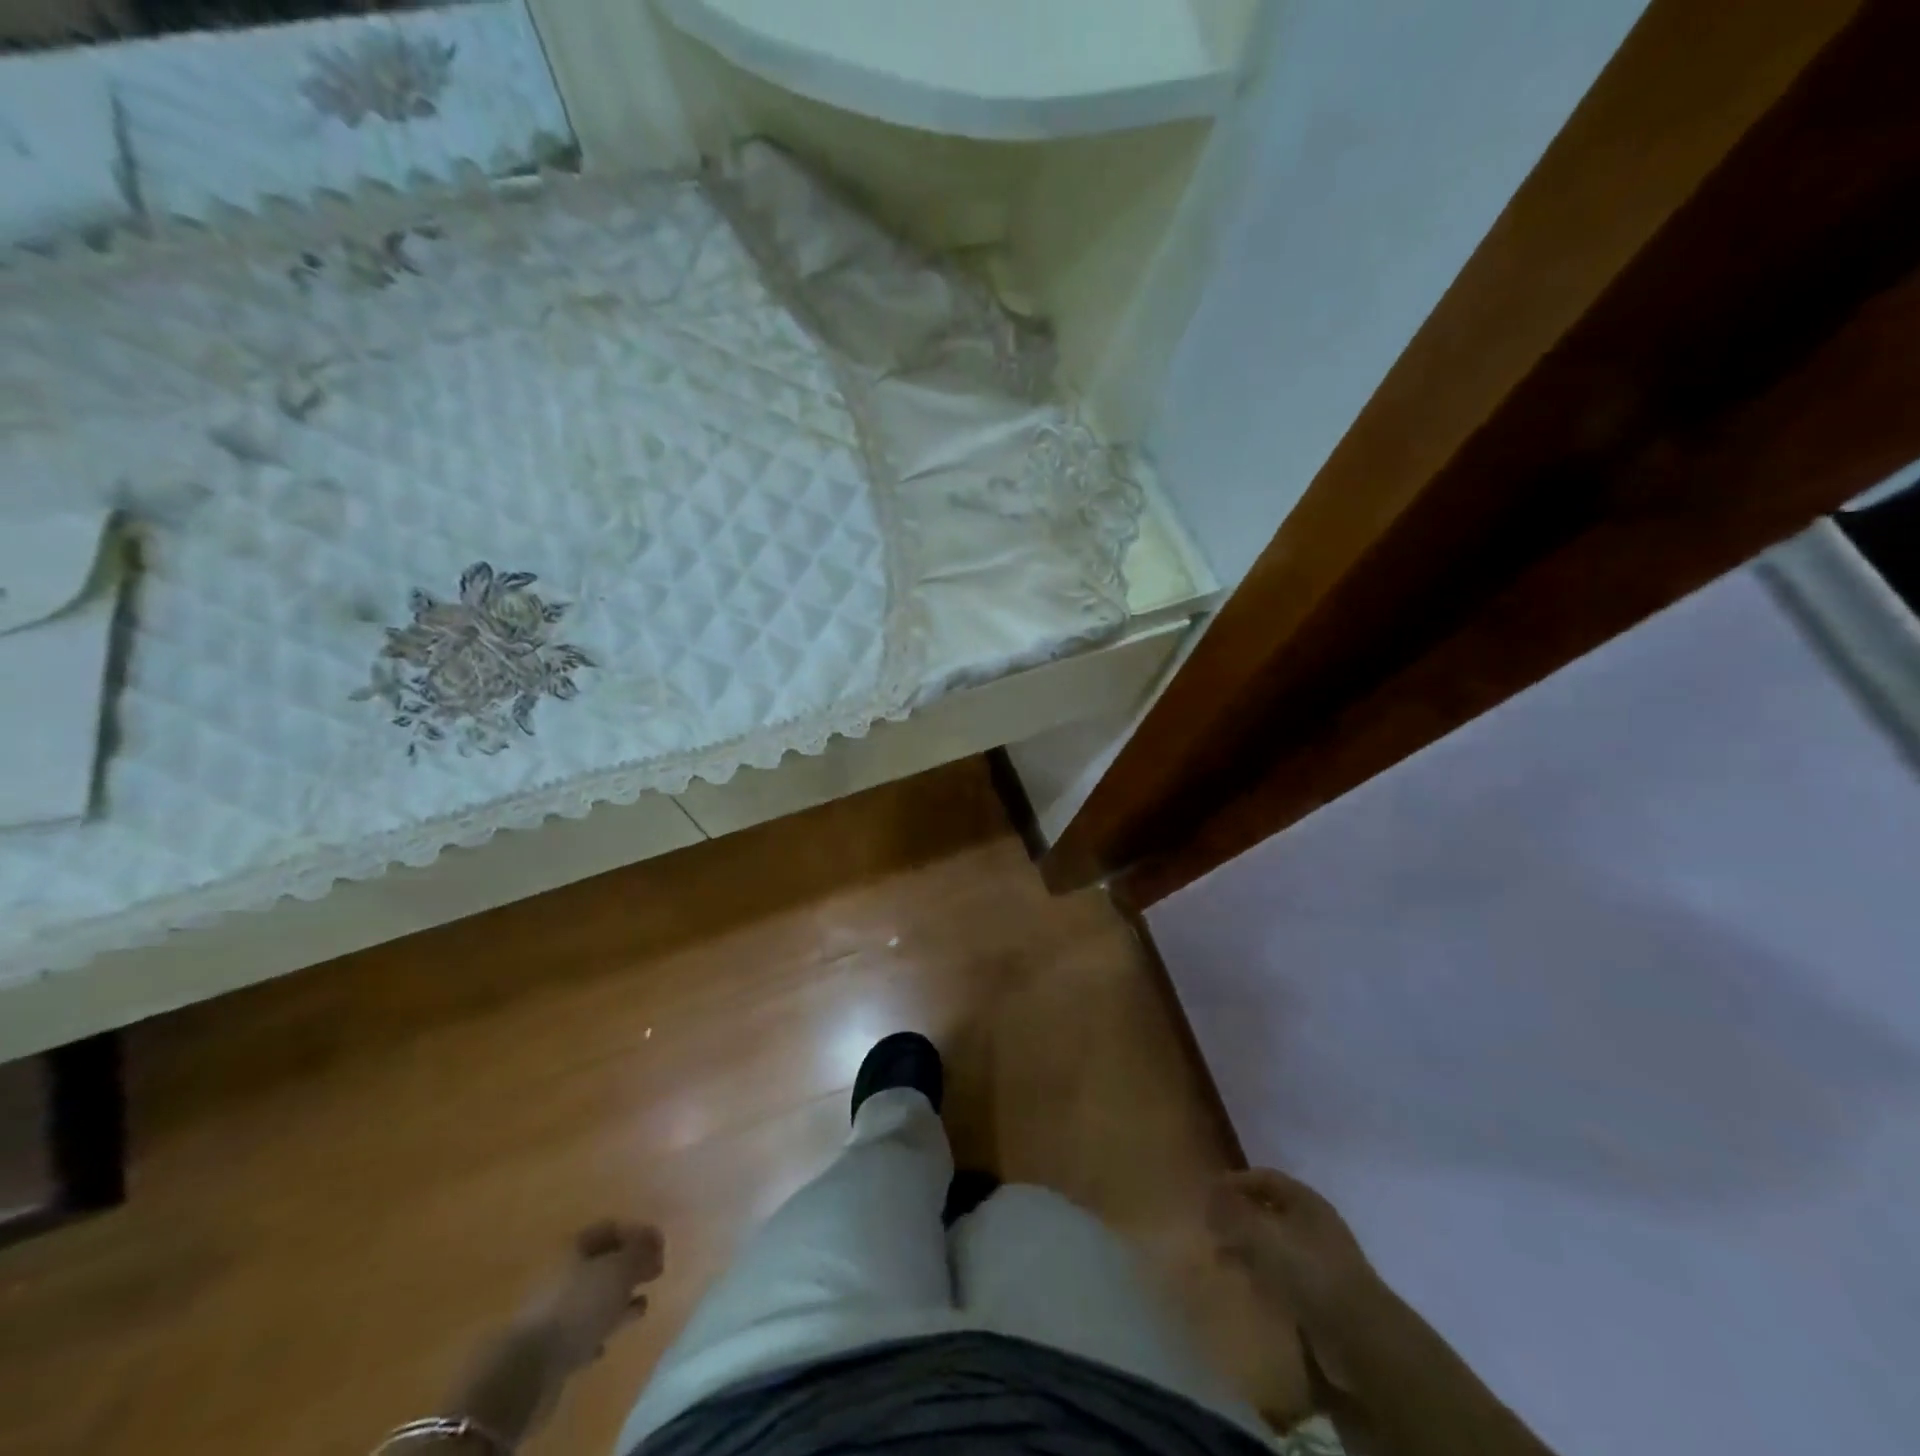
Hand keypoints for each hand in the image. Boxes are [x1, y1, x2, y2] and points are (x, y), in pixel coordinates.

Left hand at [520, 1221, 665, 1370]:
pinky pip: (580, 1332)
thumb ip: (640, 1252)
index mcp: (574, 1247)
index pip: (612, 1228)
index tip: (661, 1247)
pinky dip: (597, 1332)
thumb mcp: (619, 1271)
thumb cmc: (579, 1306)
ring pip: (593, 1298)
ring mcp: (553, 1311)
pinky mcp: (549, 1347)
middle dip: (630, 1267)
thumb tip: (653, 1242)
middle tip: (656, 1273)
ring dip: (617, 1301)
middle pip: (602, 1263)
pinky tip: (608, 1341)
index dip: (639, 1234)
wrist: (528, 1370)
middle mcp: (562, 1273)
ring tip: (641, 1307)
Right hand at [1209, 1169, 1381, 1336]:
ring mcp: (1320, 1262)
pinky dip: (1262, 1275)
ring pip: (1274, 1245)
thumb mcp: (1263, 1234)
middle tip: (1210, 1227)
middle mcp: (1314, 1225)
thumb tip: (1207, 1195)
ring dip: (1248, 1248)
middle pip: (1269, 1210)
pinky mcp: (1322, 1296)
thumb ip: (1231, 1212)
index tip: (1208, 1193)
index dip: (1235, 1181)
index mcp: (1305, 1200)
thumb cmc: (1310, 1271)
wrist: (1361, 1338)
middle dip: (1239, 1216)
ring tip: (1220, 1258)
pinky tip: (1246, 1285)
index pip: (1264, 1177)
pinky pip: (1284, 1276)